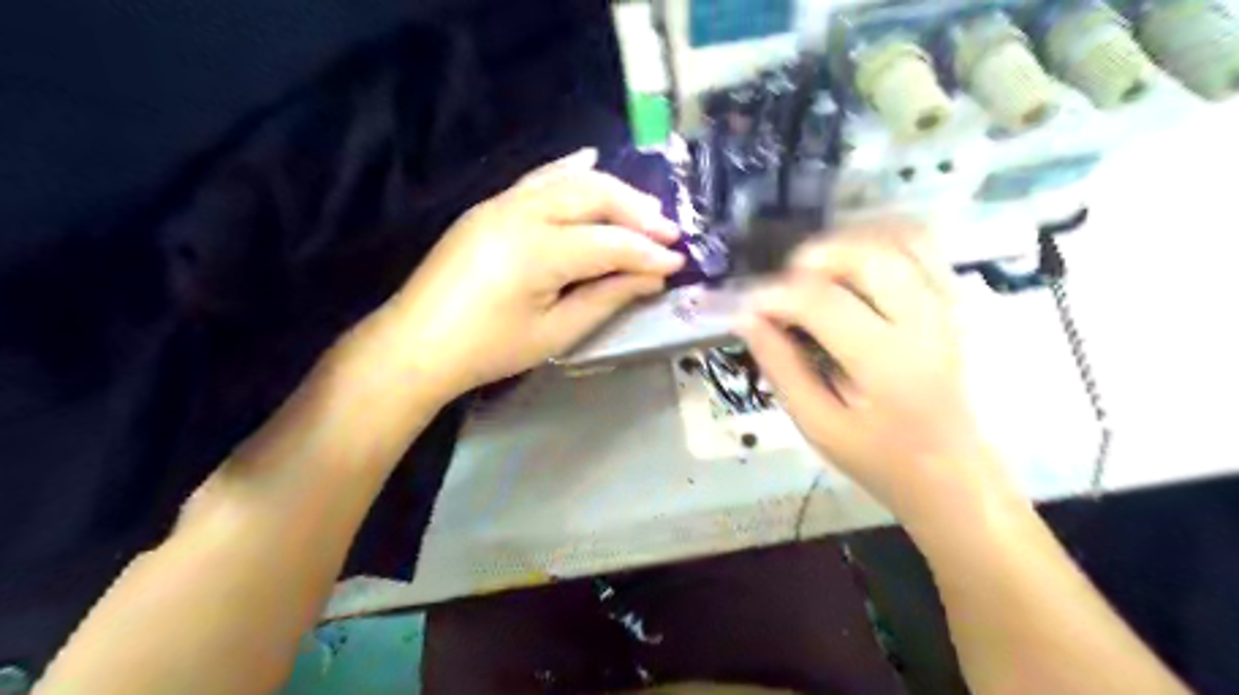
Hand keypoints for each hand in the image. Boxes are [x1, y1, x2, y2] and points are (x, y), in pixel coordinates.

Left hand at [377, 148, 686, 404]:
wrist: (416, 343)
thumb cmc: (488, 349)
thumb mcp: (556, 333)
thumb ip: (608, 298)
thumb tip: (652, 278)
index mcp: (538, 252)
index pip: (611, 243)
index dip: (649, 252)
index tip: (679, 261)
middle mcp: (522, 213)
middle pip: (595, 196)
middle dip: (638, 211)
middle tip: (670, 232)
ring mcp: (502, 203)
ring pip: (571, 180)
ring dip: (613, 191)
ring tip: (645, 208)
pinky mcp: (490, 205)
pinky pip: (539, 177)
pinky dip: (570, 170)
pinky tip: (591, 161)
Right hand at [733, 226, 1004, 523]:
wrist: (951, 471)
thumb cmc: (879, 456)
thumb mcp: (817, 424)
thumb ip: (781, 367)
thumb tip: (746, 319)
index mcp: (887, 364)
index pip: (823, 302)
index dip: (774, 295)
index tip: (747, 306)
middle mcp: (924, 322)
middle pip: (868, 255)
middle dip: (812, 258)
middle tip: (784, 285)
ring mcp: (947, 305)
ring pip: (898, 238)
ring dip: (847, 243)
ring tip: (815, 271)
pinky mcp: (954, 300)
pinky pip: (921, 245)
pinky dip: (879, 239)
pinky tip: (852, 263)